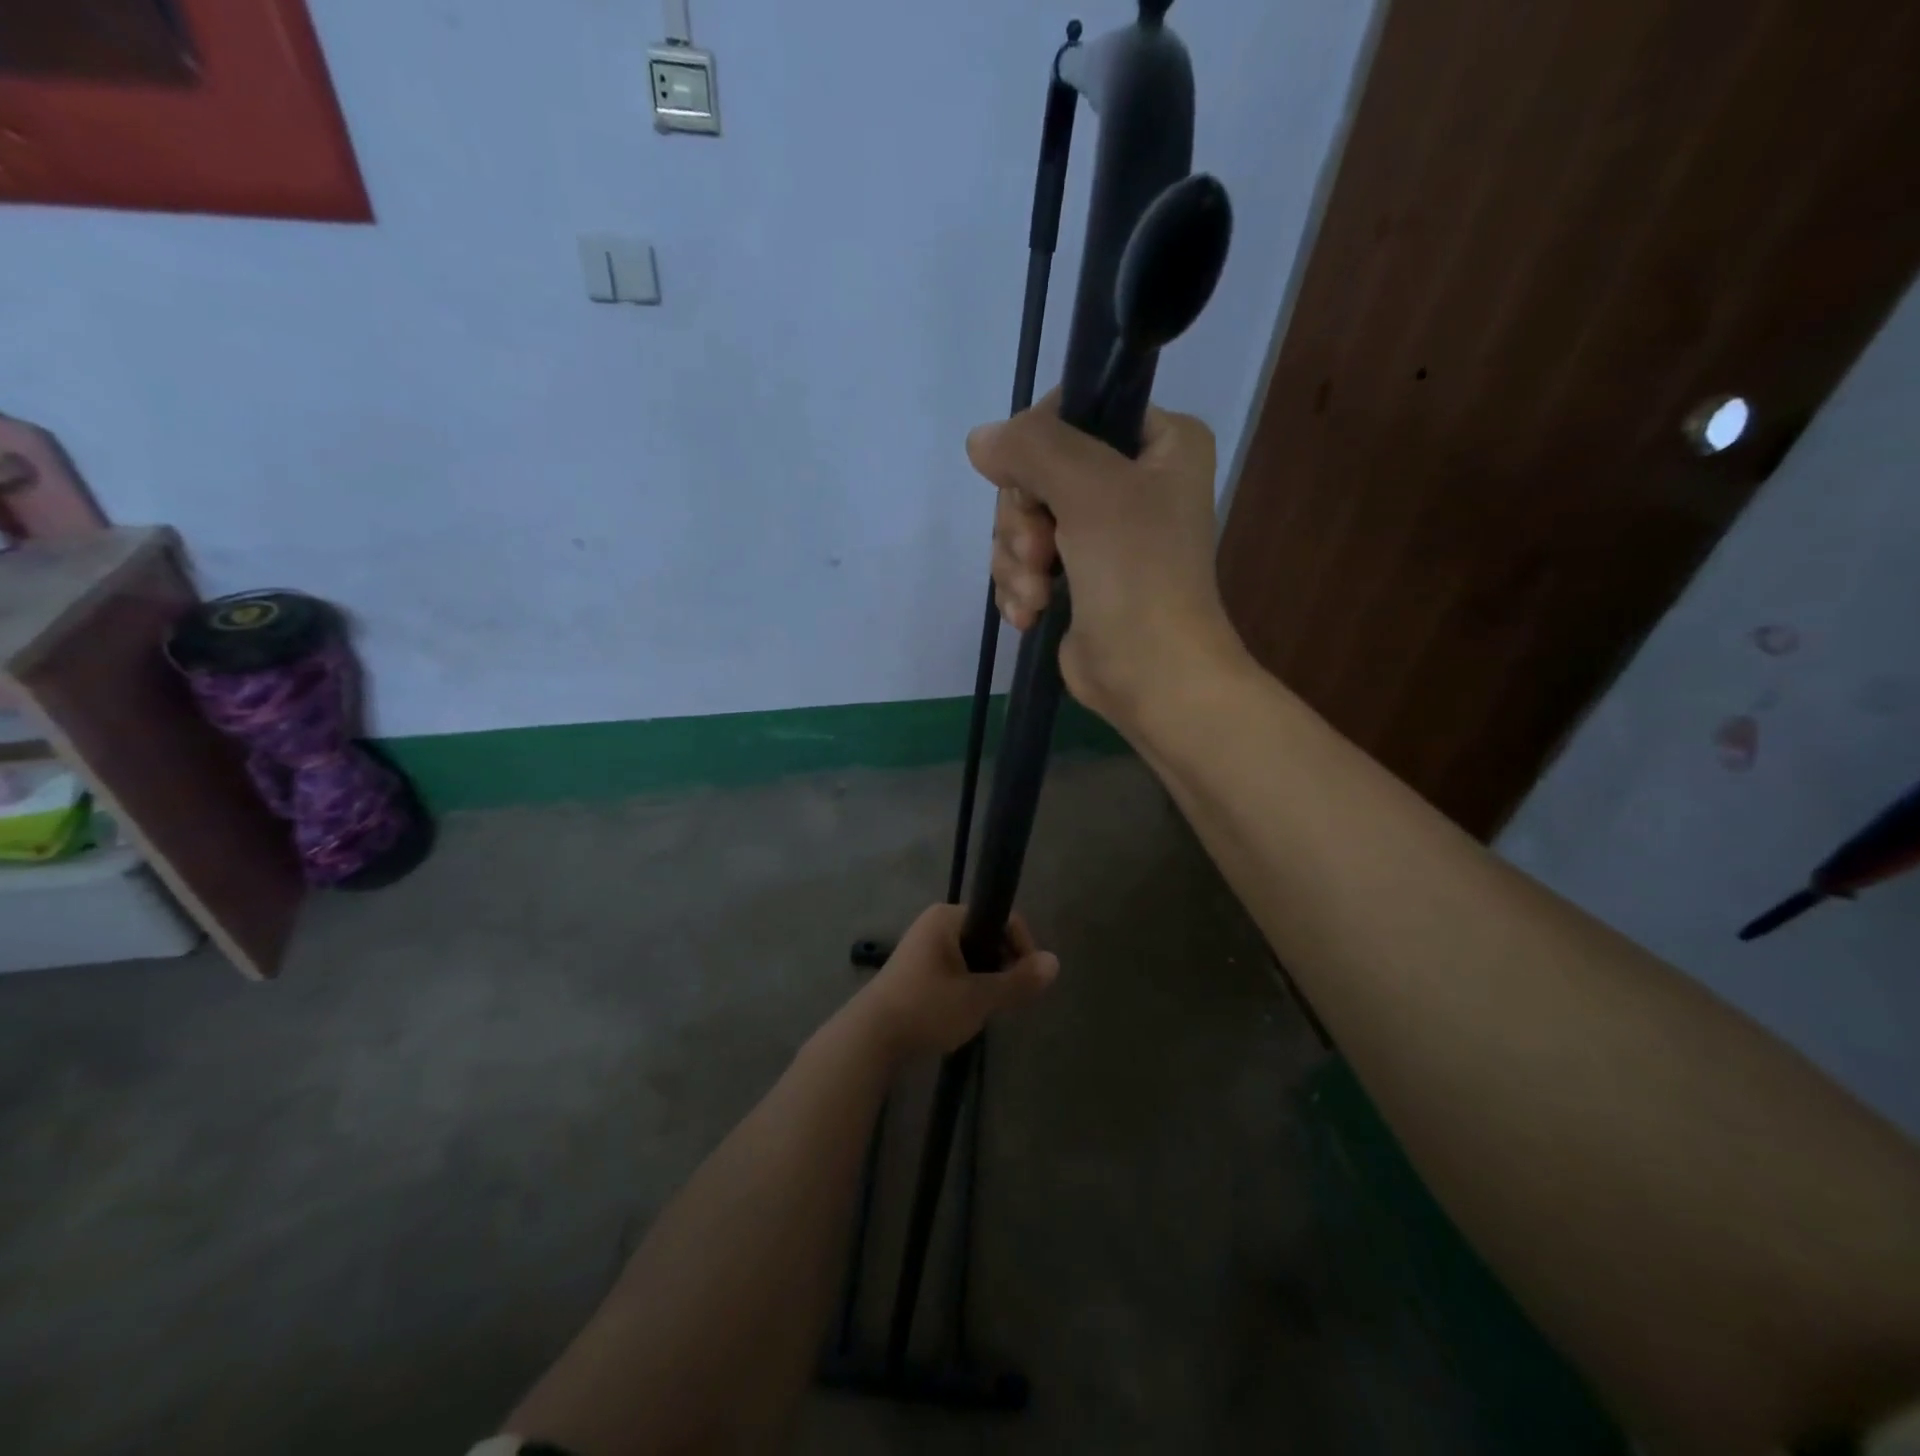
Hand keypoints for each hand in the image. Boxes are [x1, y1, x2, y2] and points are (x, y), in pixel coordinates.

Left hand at [849, 904, 1058, 1061]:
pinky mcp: (915, 971)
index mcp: (948, 917)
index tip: (1027, 980)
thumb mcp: (979, 997)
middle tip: (1007, 999)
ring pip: (972, 957)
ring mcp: (922, 947)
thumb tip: (1056, 962)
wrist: (869, 1038)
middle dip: (1003, 966)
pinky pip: (955, 970)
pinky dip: (967, 987)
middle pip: (987, 937)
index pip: (1002, 919)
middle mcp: (935, 924)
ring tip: (987, 1009)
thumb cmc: (926, 1007)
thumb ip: (1018, 980)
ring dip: (986, 979)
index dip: (1022, 947)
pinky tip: (965, 1013)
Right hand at [966, 394, 1244, 729]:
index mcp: (1159, 444)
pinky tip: (1032, 614)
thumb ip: (1033, 447)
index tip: (1032, 487)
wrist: (1153, 676)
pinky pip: (1022, 562)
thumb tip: (980, 440)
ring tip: (1039, 594)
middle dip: (1024, 521)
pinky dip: (1020, 588)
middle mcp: (1131, 482)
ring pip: (1022, 521)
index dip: (1037, 448)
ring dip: (1017, 561)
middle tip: (1041, 553)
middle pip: (1036, 472)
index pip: (1073, 412)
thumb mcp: (1091, 490)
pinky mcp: (1075, 579)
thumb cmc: (1137, 574)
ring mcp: (1100, 534)